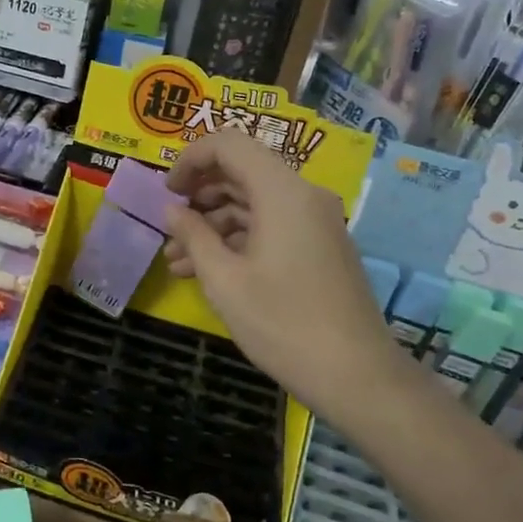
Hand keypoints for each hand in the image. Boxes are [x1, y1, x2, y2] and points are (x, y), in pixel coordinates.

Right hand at [164, 129, 401, 410]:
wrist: (356, 376)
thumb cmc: (283, 324)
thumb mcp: (224, 280)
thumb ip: (193, 235)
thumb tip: (171, 209)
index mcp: (282, 192)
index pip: (229, 145)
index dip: (190, 159)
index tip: (166, 192)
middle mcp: (303, 196)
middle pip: (242, 171)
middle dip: (199, 194)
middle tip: (168, 225)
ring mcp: (315, 222)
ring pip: (253, 203)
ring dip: (213, 223)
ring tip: (176, 259)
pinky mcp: (318, 247)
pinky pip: (270, 226)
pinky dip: (237, 240)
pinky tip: (205, 270)